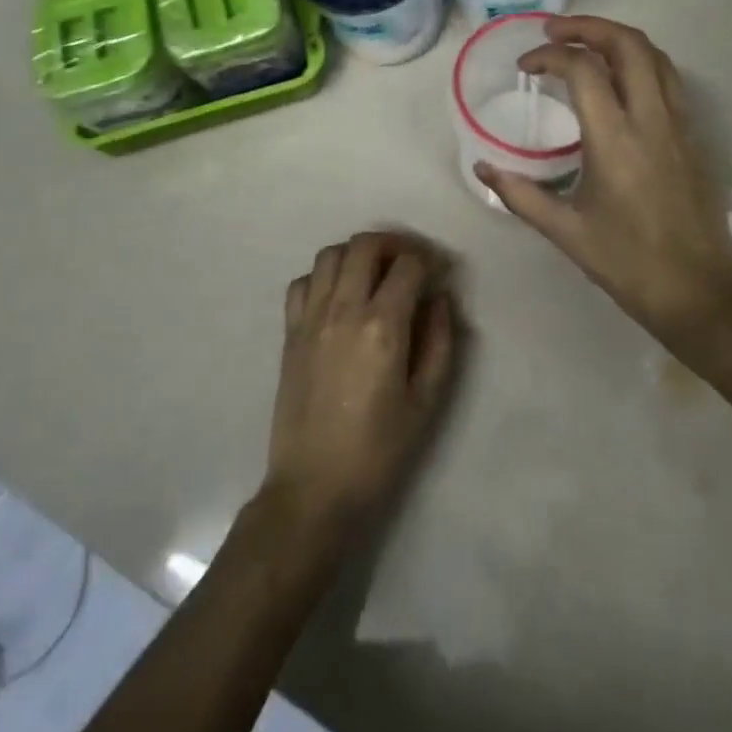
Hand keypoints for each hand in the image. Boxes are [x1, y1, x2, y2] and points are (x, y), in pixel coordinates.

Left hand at [262, 233, 457, 546]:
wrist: (314, 488)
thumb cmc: (378, 450)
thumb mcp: (426, 401)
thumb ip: (440, 341)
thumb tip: (440, 298)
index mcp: (382, 326)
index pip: (408, 265)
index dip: (430, 260)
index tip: (441, 272)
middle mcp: (343, 309)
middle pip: (366, 245)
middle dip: (395, 244)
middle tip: (411, 262)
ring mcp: (310, 318)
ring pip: (330, 254)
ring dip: (358, 253)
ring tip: (375, 274)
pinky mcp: (289, 332)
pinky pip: (302, 282)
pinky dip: (323, 276)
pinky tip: (338, 296)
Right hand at [476, 16, 731, 340]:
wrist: (697, 289)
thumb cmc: (627, 262)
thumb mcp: (564, 231)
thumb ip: (519, 194)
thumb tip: (482, 166)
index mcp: (615, 140)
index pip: (583, 70)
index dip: (549, 56)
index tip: (526, 67)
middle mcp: (651, 119)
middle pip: (627, 44)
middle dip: (587, 26)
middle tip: (553, 31)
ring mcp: (677, 124)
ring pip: (654, 54)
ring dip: (617, 37)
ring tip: (584, 42)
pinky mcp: (691, 134)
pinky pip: (668, 77)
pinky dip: (640, 59)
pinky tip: (619, 76)